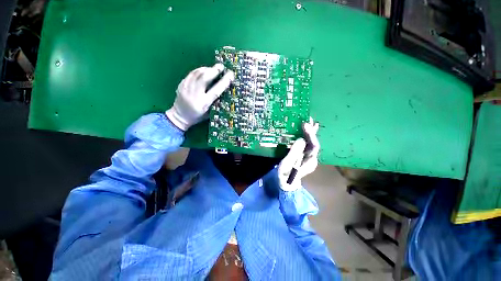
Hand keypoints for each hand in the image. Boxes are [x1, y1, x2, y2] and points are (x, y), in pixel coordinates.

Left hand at [166, 64, 233, 130]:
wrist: (179, 117)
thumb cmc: (197, 116)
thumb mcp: (209, 113)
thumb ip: (215, 102)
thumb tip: (223, 90)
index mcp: (203, 104)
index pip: (215, 91)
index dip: (224, 82)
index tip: (231, 74)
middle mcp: (194, 95)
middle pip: (204, 78)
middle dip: (214, 70)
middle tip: (221, 66)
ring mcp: (186, 89)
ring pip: (197, 74)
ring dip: (206, 69)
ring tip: (213, 68)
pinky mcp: (181, 85)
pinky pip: (191, 74)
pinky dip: (198, 70)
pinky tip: (203, 70)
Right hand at [278, 118, 319, 190]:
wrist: (287, 183)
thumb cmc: (286, 175)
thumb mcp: (287, 164)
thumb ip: (294, 152)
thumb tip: (301, 139)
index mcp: (310, 161)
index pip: (314, 146)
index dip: (311, 135)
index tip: (305, 125)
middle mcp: (312, 158)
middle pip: (314, 143)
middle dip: (312, 131)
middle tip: (308, 120)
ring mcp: (309, 157)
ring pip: (312, 143)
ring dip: (311, 133)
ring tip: (310, 122)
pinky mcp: (304, 156)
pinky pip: (308, 145)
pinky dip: (308, 137)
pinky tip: (307, 131)